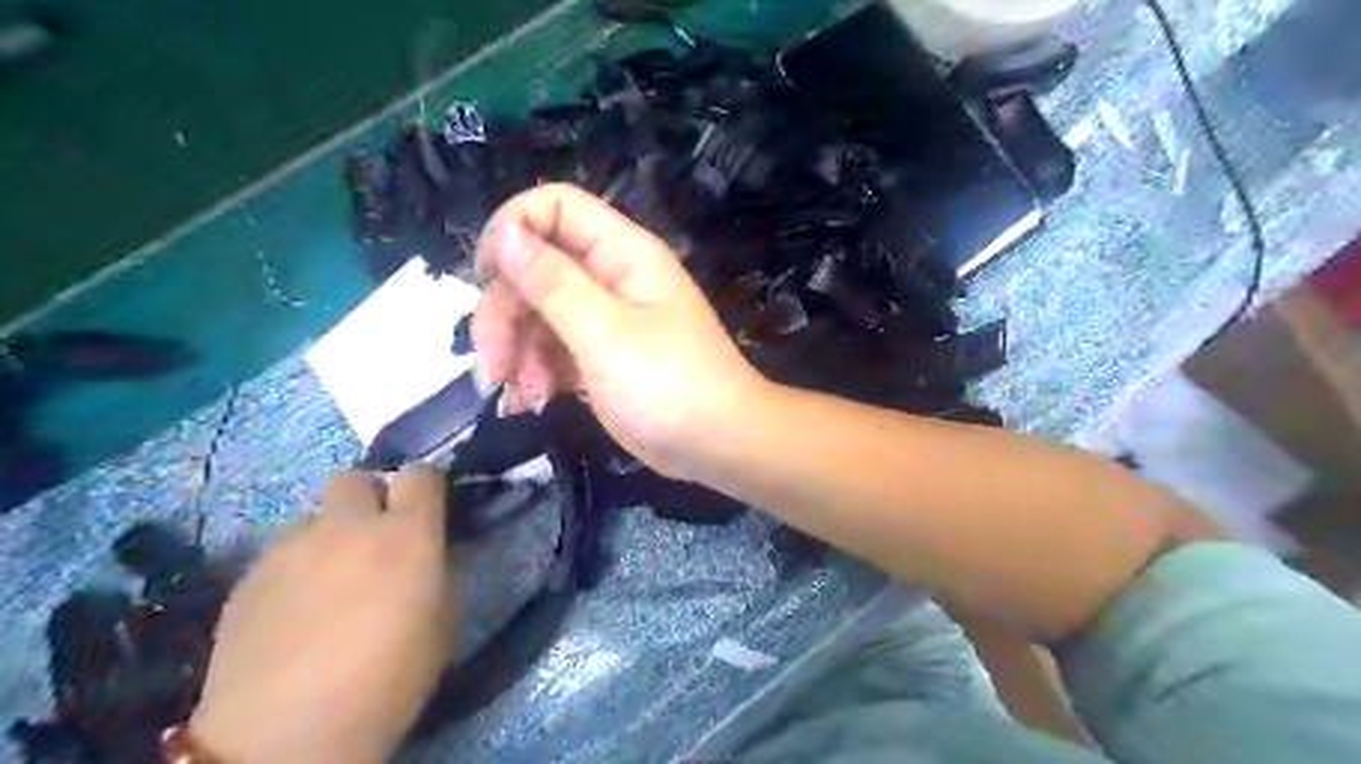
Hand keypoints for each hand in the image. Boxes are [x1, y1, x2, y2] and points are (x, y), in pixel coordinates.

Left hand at [189, 467, 452, 763]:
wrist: (284, 738)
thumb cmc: (388, 681)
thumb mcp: (443, 624)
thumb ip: (439, 571)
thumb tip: (430, 550)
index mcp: (406, 535)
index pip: (419, 474)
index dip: (426, 485)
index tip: (428, 508)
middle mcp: (347, 527)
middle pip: (355, 479)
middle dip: (370, 497)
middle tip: (375, 537)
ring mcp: (291, 548)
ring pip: (315, 518)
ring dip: (330, 537)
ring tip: (329, 582)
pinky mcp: (248, 577)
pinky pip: (282, 553)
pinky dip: (297, 568)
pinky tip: (295, 611)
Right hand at [473, 182, 762, 475]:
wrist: (719, 445)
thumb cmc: (669, 385)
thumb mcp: (604, 332)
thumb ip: (552, 282)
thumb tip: (505, 233)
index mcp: (622, 254)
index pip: (555, 207)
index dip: (513, 228)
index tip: (485, 277)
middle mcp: (612, 278)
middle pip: (536, 268)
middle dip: (506, 313)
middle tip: (494, 364)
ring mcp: (606, 321)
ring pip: (539, 315)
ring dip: (518, 353)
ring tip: (522, 396)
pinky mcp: (601, 359)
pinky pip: (554, 352)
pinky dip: (536, 375)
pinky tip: (530, 405)